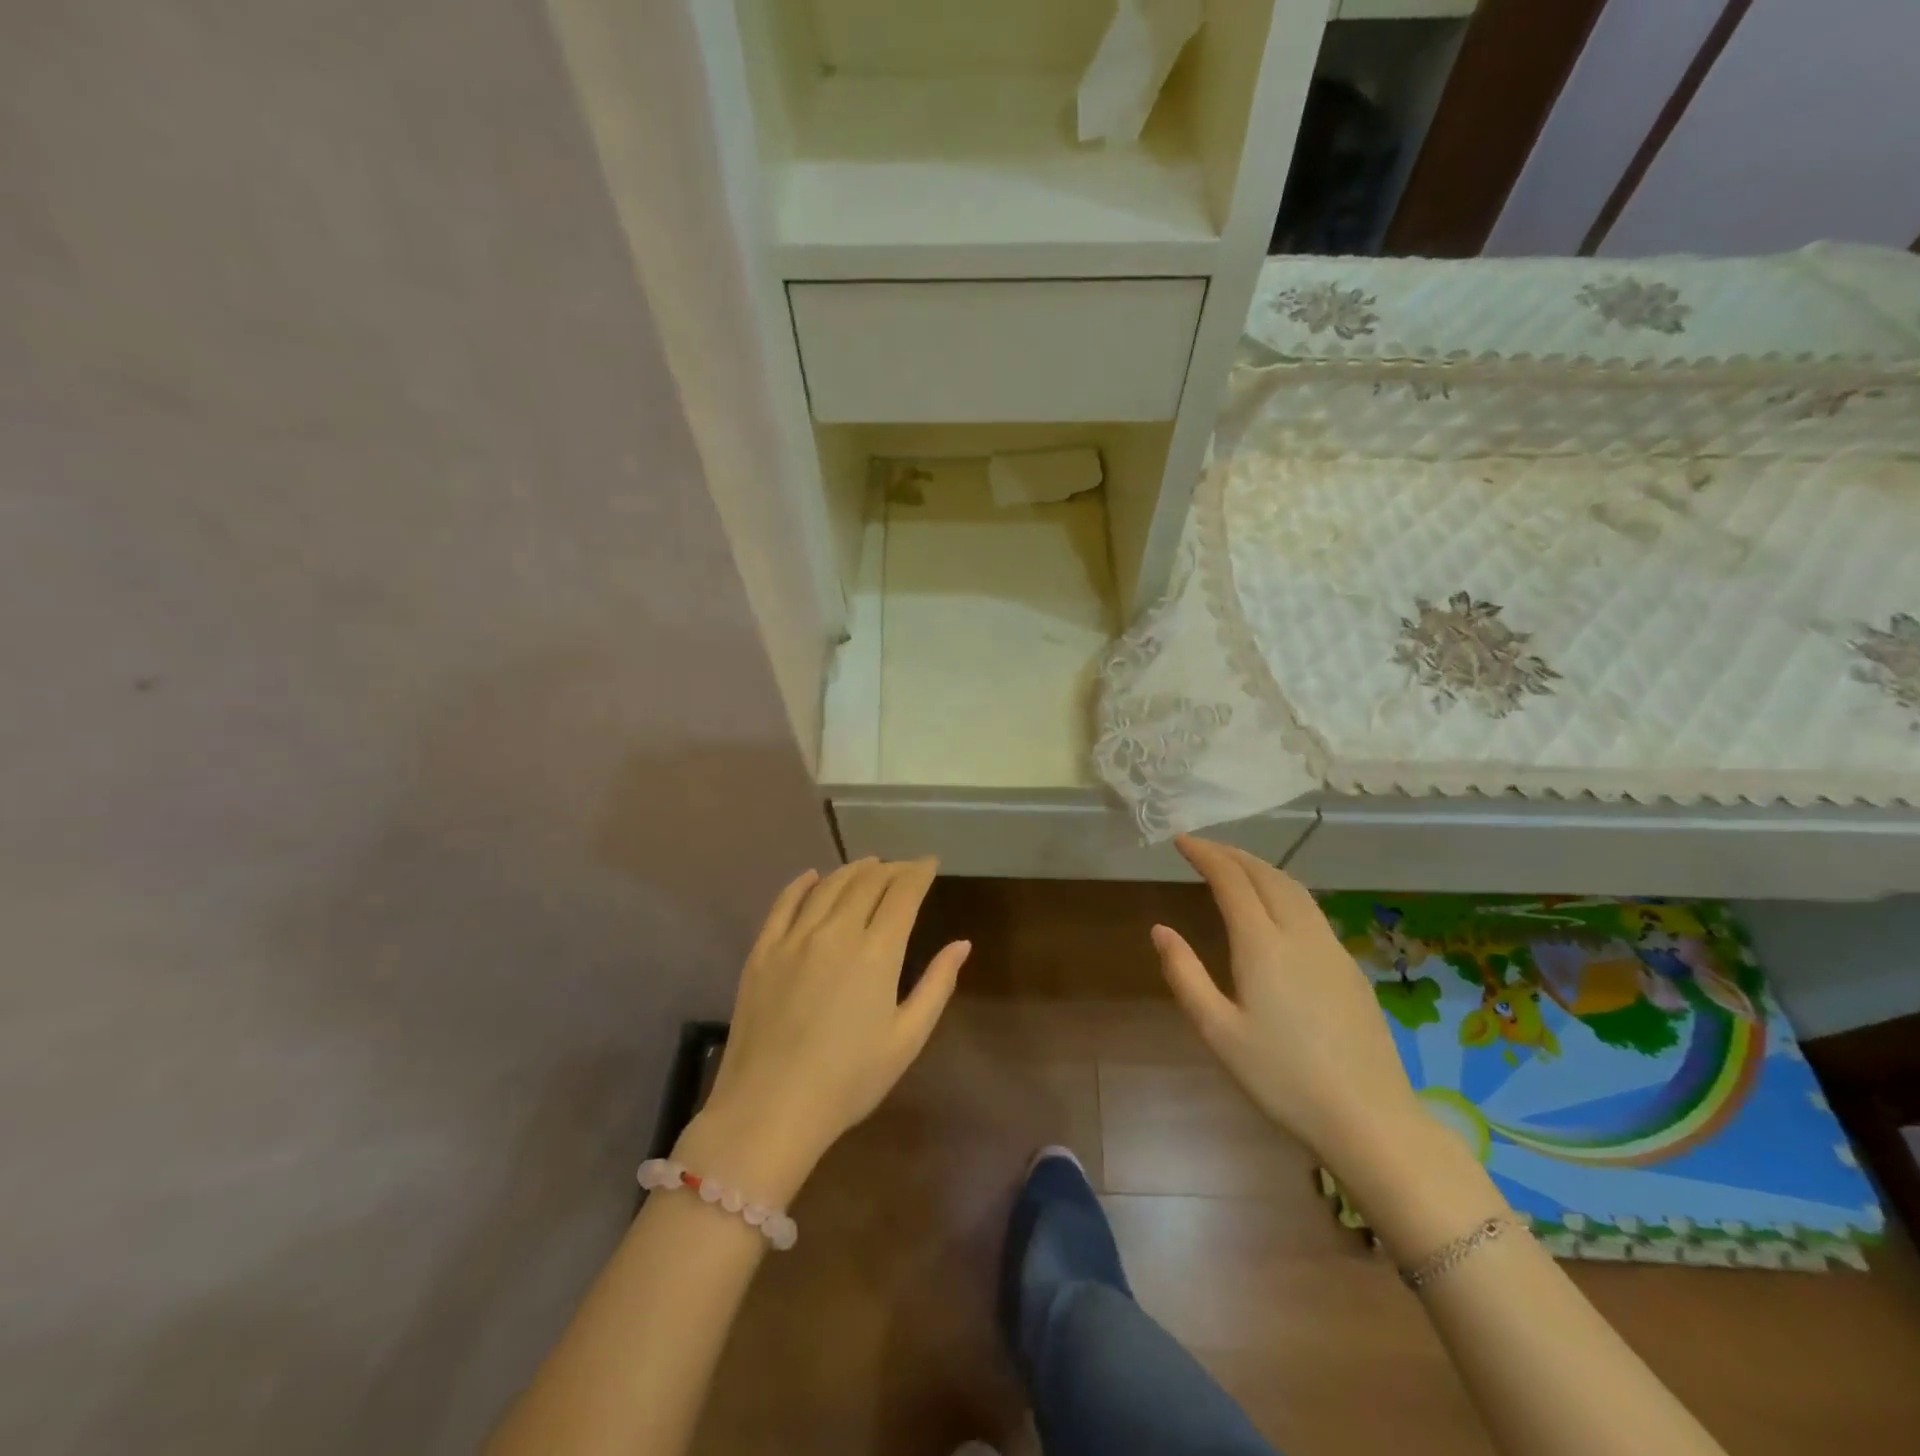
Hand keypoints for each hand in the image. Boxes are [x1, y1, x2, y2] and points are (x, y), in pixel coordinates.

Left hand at [679, 858, 969, 1202]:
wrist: (770, 1109)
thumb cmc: (849, 1081)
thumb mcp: (907, 1039)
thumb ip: (937, 985)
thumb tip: (962, 944)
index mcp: (877, 952)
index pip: (903, 893)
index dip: (919, 872)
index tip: (930, 863)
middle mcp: (836, 932)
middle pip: (867, 881)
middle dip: (891, 868)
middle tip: (904, 869)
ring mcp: (794, 938)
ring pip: (828, 885)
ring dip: (853, 869)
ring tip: (869, 865)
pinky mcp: (762, 951)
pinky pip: (784, 903)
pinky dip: (802, 883)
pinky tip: (813, 876)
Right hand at [1150, 835, 1424, 1170]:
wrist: (1370, 1119)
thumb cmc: (1282, 1078)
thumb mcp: (1218, 1031)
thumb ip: (1185, 975)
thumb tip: (1160, 930)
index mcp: (1262, 945)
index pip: (1231, 880)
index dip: (1205, 854)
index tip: (1181, 840)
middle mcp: (1299, 934)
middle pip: (1265, 874)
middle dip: (1231, 853)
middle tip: (1203, 848)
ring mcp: (1331, 948)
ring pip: (1293, 887)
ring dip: (1260, 867)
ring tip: (1235, 866)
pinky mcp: (1350, 967)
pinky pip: (1311, 908)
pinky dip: (1283, 888)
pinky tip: (1276, 906)